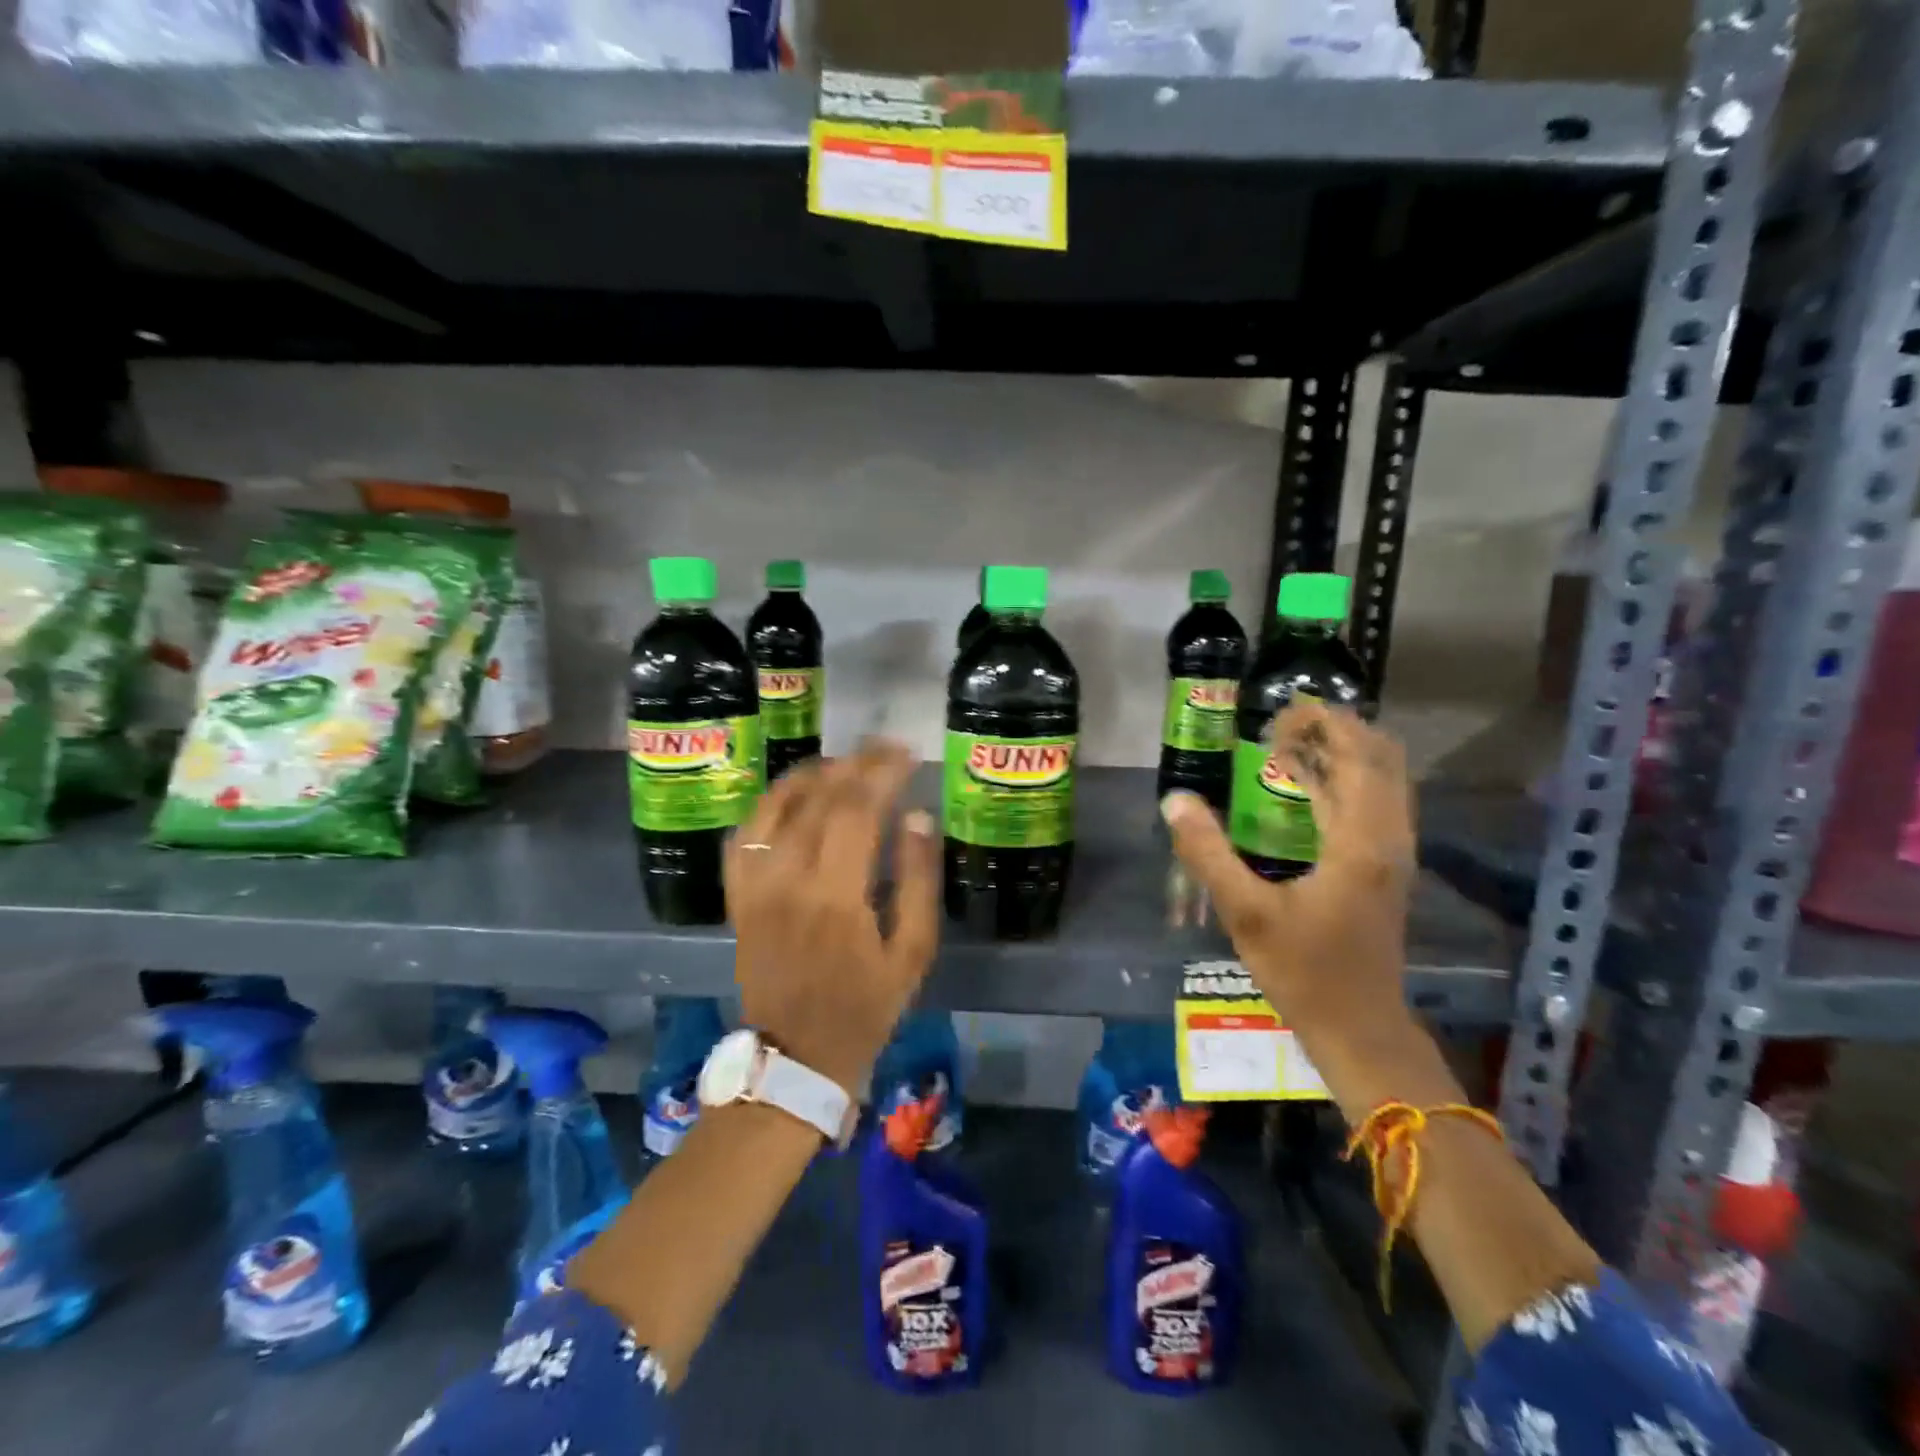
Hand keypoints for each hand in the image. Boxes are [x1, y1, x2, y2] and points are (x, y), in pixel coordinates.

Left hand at [726, 740, 939, 1096]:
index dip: (884, 772)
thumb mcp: (913, 953)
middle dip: (857, 764)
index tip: (908, 755)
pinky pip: (744, 833)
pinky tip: (793, 793)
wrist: (796, 1056)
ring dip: (813, 774)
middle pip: (820, 797)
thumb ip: (918, 880)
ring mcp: (754, 885)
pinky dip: (769, 803)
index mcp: (837, 895)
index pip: (858, 808)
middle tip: (886, 750)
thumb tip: (917, 816)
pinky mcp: (737, 896)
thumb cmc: (866, 1007)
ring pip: (777, 806)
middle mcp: (788, 879)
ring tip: (846, 763)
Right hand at [1162, 701, 1420, 1078]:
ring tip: (1290, 746)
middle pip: (1381, 760)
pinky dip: (1346, 781)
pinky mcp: (1386, 870)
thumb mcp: (1247, 913)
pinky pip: (1375, 804)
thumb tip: (1175, 800)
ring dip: (1343, 754)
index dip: (1326, 724)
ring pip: (1383, 781)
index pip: (1359, 756)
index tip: (1281, 713)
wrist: (1360, 1028)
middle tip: (1281, 726)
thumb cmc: (1305, 972)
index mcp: (1362, 841)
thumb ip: (1208, 852)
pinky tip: (1306, 789)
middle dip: (1336, 731)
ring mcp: (1393, 855)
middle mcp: (1389, 838)